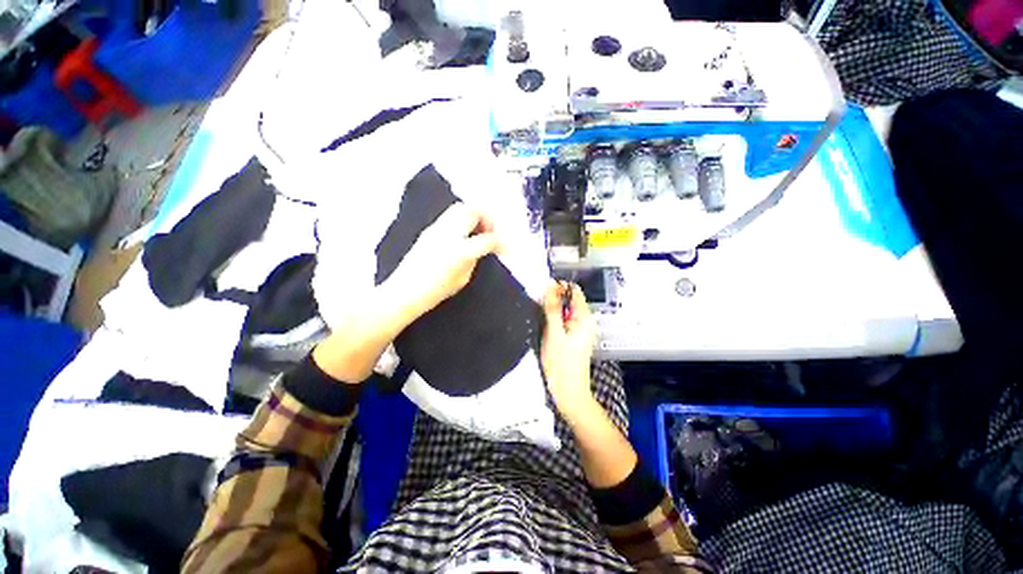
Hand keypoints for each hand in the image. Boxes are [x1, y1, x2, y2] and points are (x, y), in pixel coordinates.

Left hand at [313, 203, 497, 383]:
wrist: (404, 292)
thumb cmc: (435, 292)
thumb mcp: (462, 279)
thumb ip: (473, 260)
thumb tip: (480, 249)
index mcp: (460, 251)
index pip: (488, 239)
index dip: (500, 242)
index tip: (505, 249)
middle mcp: (449, 234)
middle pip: (473, 211)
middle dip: (487, 217)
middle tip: (491, 230)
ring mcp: (437, 229)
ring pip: (460, 208)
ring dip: (474, 215)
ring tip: (478, 230)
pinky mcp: (428, 230)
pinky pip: (449, 216)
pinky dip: (462, 219)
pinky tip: (463, 233)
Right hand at [541, 282, 598, 422]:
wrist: (568, 394)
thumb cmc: (561, 364)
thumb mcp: (554, 333)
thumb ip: (553, 308)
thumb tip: (550, 285)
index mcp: (584, 318)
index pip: (574, 290)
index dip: (559, 286)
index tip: (542, 289)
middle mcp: (584, 322)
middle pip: (568, 300)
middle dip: (552, 298)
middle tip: (536, 304)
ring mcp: (577, 331)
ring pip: (563, 311)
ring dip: (550, 309)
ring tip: (537, 315)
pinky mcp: (570, 339)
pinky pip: (561, 322)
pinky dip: (552, 320)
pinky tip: (542, 326)